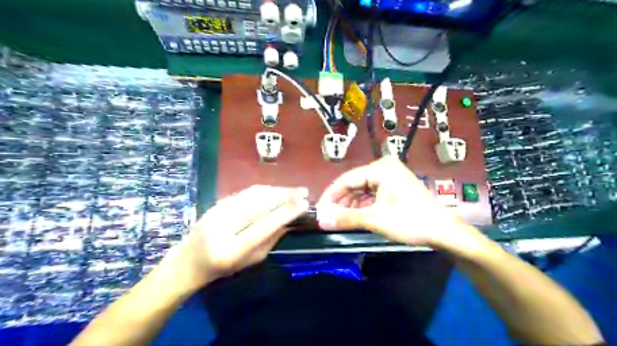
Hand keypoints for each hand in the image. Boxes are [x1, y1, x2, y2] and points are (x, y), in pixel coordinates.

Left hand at [164, 185, 307, 287]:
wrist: (189, 260)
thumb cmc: (223, 267)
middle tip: (303, 192)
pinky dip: (264, 190)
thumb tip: (291, 220)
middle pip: (258, 205)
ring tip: (294, 190)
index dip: (285, 213)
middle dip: (284, 196)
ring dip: (276, 190)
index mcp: (231, 250)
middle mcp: (222, 227)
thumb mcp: (251, 260)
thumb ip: (272, 239)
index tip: (304, 204)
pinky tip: (276, 190)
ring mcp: (217, 212)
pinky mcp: (217, 202)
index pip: (263, 226)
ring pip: (252, 195)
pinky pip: (245, 192)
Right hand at [315, 157, 478, 251]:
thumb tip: (320, 221)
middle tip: (327, 217)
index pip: (346, 179)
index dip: (330, 195)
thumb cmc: (410, 221)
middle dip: (340, 201)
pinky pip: (371, 193)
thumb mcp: (375, 219)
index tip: (318, 210)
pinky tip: (354, 215)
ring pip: (361, 189)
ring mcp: (390, 176)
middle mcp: (384, 167)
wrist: (444, 231)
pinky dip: (362, 204)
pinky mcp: (393, 186)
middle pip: (353, 183)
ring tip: (338, 218)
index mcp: (380, 168)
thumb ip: (346, 218)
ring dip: (350, 204)